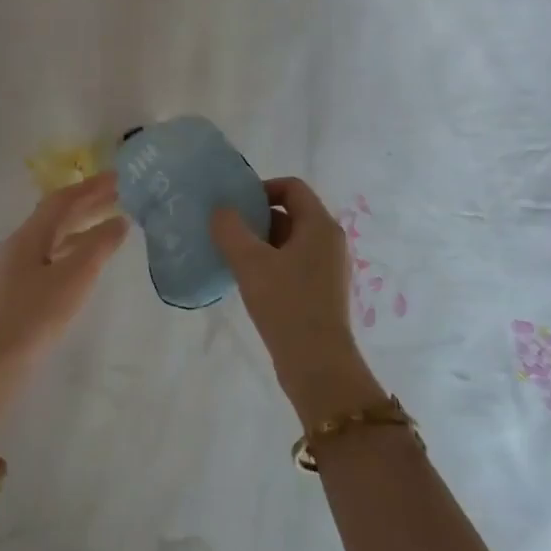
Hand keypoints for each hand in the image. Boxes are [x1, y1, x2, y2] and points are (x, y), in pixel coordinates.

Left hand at [0, 173, 129, 379]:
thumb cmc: (37, 314)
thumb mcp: (75, 276)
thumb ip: (99, 246)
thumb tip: (120, 222)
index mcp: (30, 236)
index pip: (63, 200)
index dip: (91, 186)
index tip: (119, 178)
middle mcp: (21, 245)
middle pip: (57, 216)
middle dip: (89, 203)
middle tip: (120, 196)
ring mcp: (18, 269)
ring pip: (56, 237)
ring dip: (83, 226)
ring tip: (112, 224)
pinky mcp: (21, 291)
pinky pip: (53, 256)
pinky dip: (76, 249)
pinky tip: (89, 260)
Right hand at [211, 177, 383, 421]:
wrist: (316, 363)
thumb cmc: (286, 304)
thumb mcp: (251, 262)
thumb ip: (231, 229)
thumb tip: (221, 210)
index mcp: (320, 225)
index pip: (292, 187)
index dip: (262, 188)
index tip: (234, 205)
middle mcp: (329, 241)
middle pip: (290, 213)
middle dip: (257, 218)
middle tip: (226, 231)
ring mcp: (327, 268)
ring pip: (289, 241)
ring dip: (260, 243)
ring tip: (231, 256)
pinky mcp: (320, 291)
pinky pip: (292, 264)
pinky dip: (270, 264)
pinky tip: (248, 281)